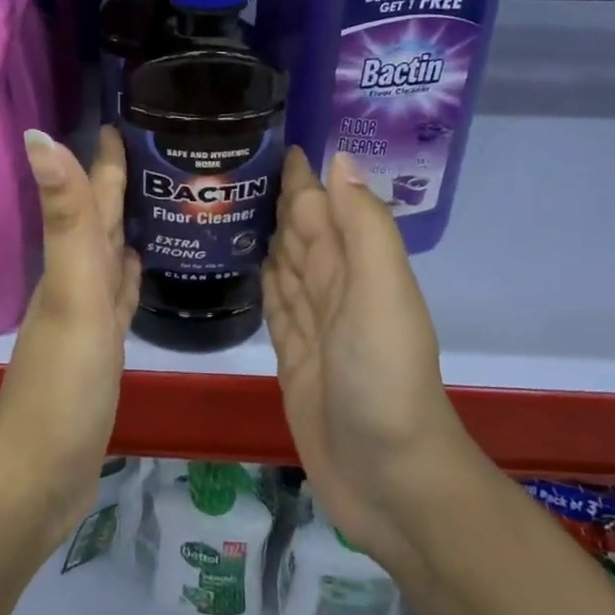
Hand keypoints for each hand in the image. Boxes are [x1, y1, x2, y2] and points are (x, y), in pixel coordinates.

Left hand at [0, 127, 139, 545]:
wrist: (40, 475)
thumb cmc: (62, 383)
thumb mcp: (72, 294)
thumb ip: (66, 218)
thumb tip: (38, 133)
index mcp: (71, 266)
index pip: (90, 200)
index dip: (102, 161)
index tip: (120, 120)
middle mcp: (74, 285)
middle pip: (97, 224)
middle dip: (116, 186)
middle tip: (149, 151)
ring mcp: (86, 321)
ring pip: (106, 259)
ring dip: (123, 229)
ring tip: (153, 201)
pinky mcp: (99, 354)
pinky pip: (117, 300)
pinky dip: (127, 279)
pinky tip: (139, 270)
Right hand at [262, 147, 475, 574]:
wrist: (389, 479)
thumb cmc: (384, 379)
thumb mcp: (382, 294)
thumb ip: (363, 228)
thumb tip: (337, 160)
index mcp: (356, 267)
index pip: (322, 206)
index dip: (301, 174)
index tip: (267, 136)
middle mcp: (334, 289)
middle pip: (299, 231)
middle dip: (274, 197)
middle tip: (227, 163)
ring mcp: (312, 325)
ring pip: (283, 264)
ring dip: (262, 233)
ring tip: (225, 203)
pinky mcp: (291, 357)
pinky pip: (273, 305)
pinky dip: (260, 280)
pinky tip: (242, 264)